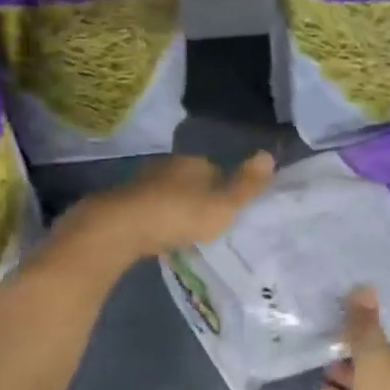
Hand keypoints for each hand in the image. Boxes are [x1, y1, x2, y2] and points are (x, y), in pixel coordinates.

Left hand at [59, 151, 273, 267]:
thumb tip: (269, 155)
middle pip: (190, 180)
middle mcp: (166, 165)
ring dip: (175, 208)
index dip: (224, 188)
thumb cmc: (178, 215)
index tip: (228, 210)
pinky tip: (159, 234)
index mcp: (193, 162)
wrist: (120, 228)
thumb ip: (246, 185)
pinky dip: (156, 219)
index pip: (215, 169)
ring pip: (167, 193)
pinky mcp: (123, 202)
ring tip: (185, 232)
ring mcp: (142, 182)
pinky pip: (148, 209)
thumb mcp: (222, 206)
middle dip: (198, 198)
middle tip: (207, 223)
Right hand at [316, 288, 389, 389]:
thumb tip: (362, 286)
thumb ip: (364, 326)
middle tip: (325, 336)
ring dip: (346, 377)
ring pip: (368, 388)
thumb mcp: (376, 358)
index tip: (347, 315)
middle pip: (383, 362)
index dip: (375, 327)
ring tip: (317, 360)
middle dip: (356, 352)